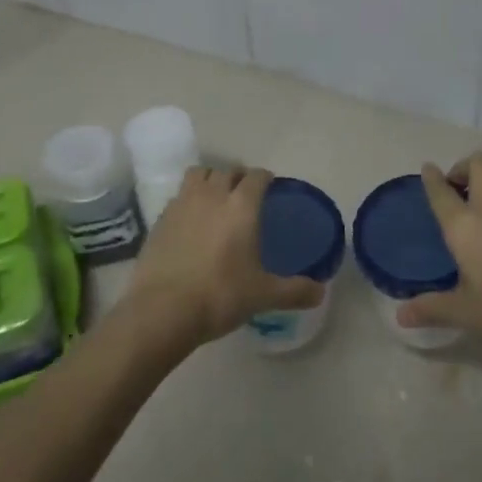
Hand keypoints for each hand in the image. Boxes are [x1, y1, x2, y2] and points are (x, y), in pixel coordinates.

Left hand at [122, 166, 322, 348]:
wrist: (163, 310)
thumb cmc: (220, 295)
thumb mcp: (264, 295)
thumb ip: (295, 291)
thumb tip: (321, 292)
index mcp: (241, 205)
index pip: (256, 176)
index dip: (265, 178)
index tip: (270, 186)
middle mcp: (212, 195)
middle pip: (227, 171)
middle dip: (238, 177)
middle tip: (246, 195)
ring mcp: (182, 204)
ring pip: (199, 175)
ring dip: (210, 179)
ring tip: (216, 198)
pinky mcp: (160, 218)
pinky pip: (179, 196)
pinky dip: (189, 200)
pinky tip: (192, 221)